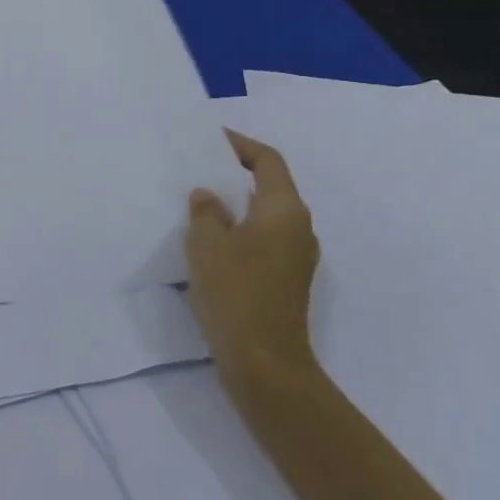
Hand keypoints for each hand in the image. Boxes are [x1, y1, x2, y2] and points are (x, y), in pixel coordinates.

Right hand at [185, 129, 320, 396]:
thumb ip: (205, 212)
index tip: (213, 138)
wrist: (264, 361)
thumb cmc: (235, 292)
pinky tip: (212, 239)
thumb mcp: (206, 243)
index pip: (268, 161)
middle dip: (237, 174)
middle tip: (200, 168)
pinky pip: (264, 238)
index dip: (241, 145)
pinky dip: (241, 228)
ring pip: (267, 215)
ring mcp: (297, 257)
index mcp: (284, 211)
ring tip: (201, 202)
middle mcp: (299, 228)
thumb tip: (208, 197)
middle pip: (271, 186)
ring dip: (238, 204)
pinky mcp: (287, 279)